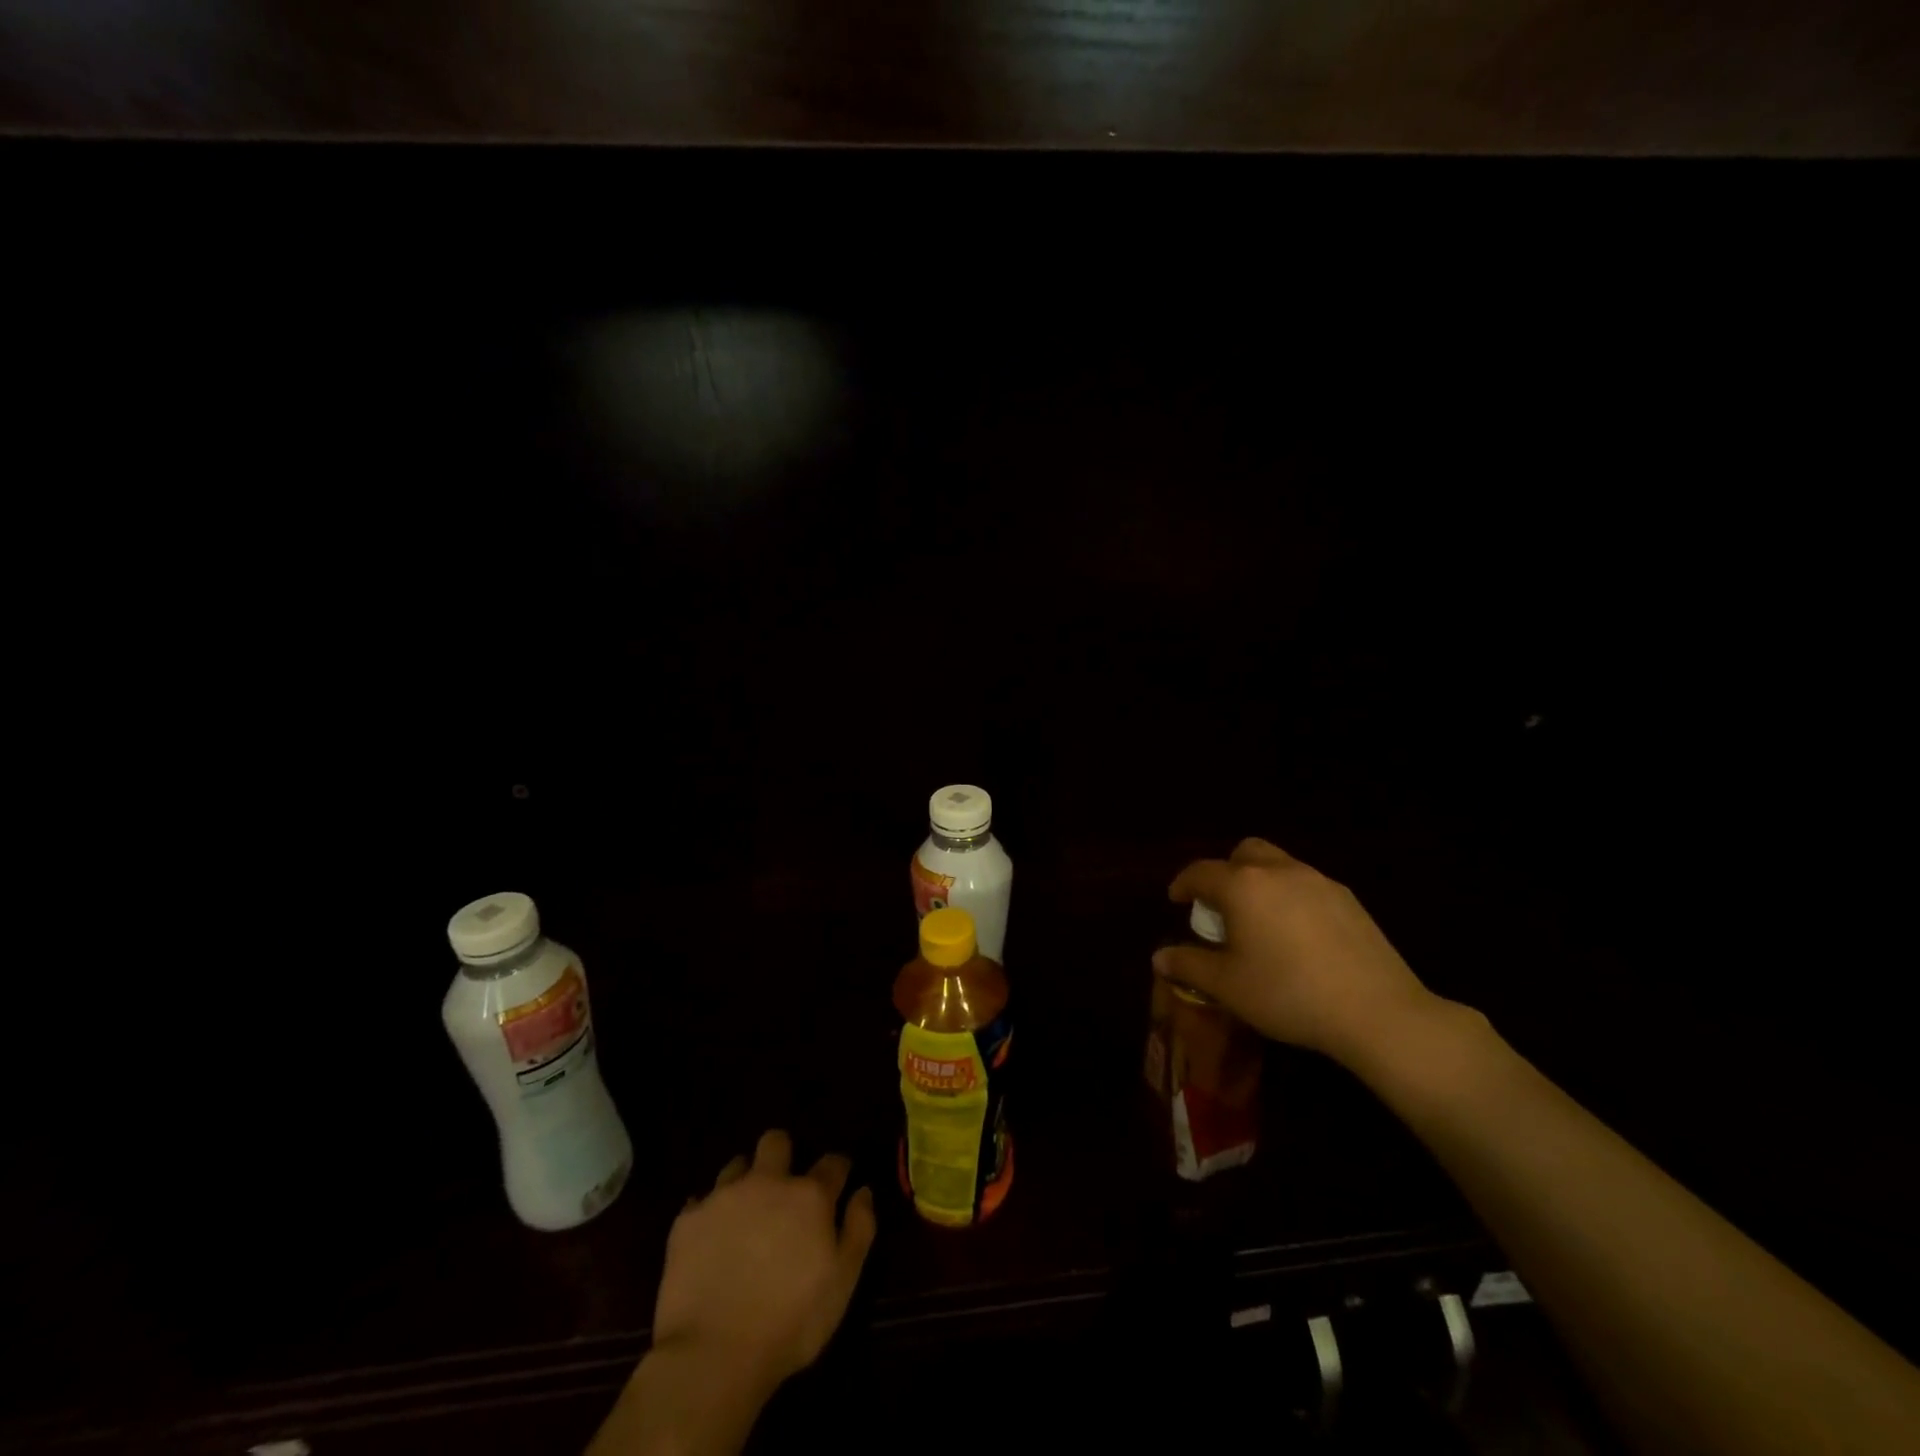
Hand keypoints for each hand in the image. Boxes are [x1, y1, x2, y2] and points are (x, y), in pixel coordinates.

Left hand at [652, 1130, 876, 1394]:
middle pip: (776, 1142)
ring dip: (744, 1182)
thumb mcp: (842, 1283)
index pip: (833, 1163)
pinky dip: (708, 1215)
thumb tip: (863, 1191)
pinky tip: (709, 1240)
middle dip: (782, 1155)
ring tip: (743, 1214)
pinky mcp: (687, 1221)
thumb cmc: (790, 1323)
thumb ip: (859, 1230)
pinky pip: (700, 1203)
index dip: (838, 1170)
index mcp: (809, 1196)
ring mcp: (724, 1197)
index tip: (839, 1181)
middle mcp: (767, 1182)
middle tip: (782, 1188)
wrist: (713, 1355)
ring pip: (736, 1165)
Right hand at [1155, 837, 1440, 1067]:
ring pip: (1279, 864)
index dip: (1183, 884)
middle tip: (1222, 906)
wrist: (1376, 1011)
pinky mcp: (1349, 900)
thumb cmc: (1288, 994)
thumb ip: (1189, 966)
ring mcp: (1319, 882)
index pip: (1201, 872)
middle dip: (1226, 871)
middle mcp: (1279, 871)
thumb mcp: (1227, 986)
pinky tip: (1298, 936)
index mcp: (1242, 886)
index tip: (1177, 901)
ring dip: (1260, 882)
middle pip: (1244, 852)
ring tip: (1260, 921)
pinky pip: (1308, 885)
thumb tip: (1159, 957)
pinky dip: (1291, 897)